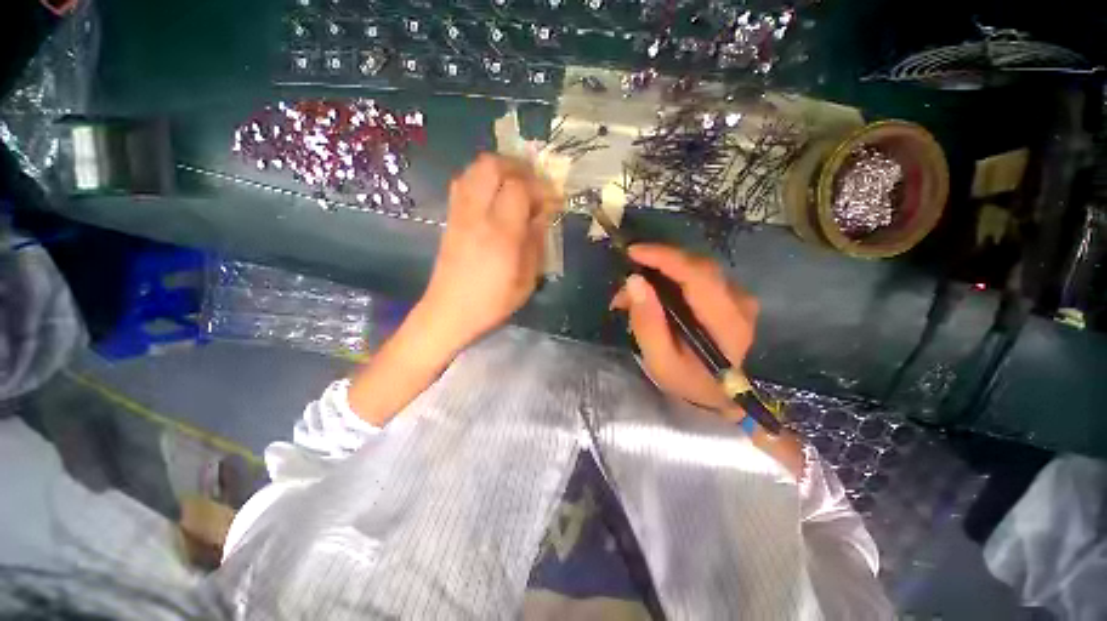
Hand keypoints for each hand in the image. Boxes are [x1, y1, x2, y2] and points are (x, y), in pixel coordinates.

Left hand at [418, 154, 554, 354]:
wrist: (449, 312)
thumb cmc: (492, 302)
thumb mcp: (527, 280)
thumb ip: (536, 242)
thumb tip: (542, 214)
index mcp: (500, 233)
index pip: (519, 188)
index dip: (539, 187)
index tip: (553, 199)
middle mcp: (477, 215)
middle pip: (492, 165)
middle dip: (517, 167)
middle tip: (534, 183)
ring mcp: (459, 213)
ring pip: (475, 169)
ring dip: (499, 169)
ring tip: (516, 186)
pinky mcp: (450, 218)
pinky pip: (464, 182)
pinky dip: (482, 179)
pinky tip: (494, 196)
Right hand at [610, 244, 758, 415]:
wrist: (718, 393)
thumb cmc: (688, 380)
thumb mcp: (660, 360)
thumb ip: (647, 323)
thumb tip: (634, 281)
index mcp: (726, 322)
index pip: (698, 275)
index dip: (665, 258)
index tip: (633, 252)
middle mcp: (739, 301)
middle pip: (696, 265)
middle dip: (656, 266)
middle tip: (625, 285)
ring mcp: (737, 296)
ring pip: (694, 267)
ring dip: (659, 273)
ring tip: (632, 295)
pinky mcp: (729, 294)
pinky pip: (696, 274)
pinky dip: (669, 278)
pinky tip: (650, 294)